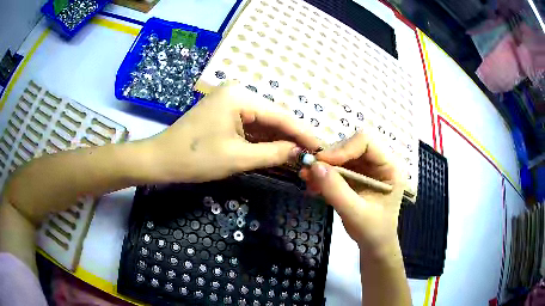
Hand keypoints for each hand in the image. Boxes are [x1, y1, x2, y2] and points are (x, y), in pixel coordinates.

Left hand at [146, 83, 321, 182]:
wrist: (160, 160)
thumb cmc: (196, 158)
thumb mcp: (238, 157)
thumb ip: (273, 153)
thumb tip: (300, 152)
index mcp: (240, 96)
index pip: (281, 115)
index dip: (303, 133)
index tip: (322, 147)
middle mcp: (238, 94)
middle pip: (273, 118)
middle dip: (292, 138)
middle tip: (313, 154)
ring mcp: (230, 104)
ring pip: (263, 124)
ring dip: (279, 141)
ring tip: (301, 156)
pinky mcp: (225, 115)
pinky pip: (250, 128)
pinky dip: (263, 141)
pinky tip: (279, 152)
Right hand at [299, 130, 404, 254]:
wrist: (375, 244)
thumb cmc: (373, 231)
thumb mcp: (355, 213)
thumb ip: (336, 190)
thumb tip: (314, 166)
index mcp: (390, 167)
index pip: (366, 142)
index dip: (343, 148)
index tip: (321, 163)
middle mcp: (379, 162)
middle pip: (351, 146)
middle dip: (329, 158)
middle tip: (309, 171)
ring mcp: (367, 168)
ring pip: (341, 155)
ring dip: (323, 166)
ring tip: (307, 178)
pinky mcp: (356, 176)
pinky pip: (337, 167)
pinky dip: (323, 174)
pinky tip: (312, 184)